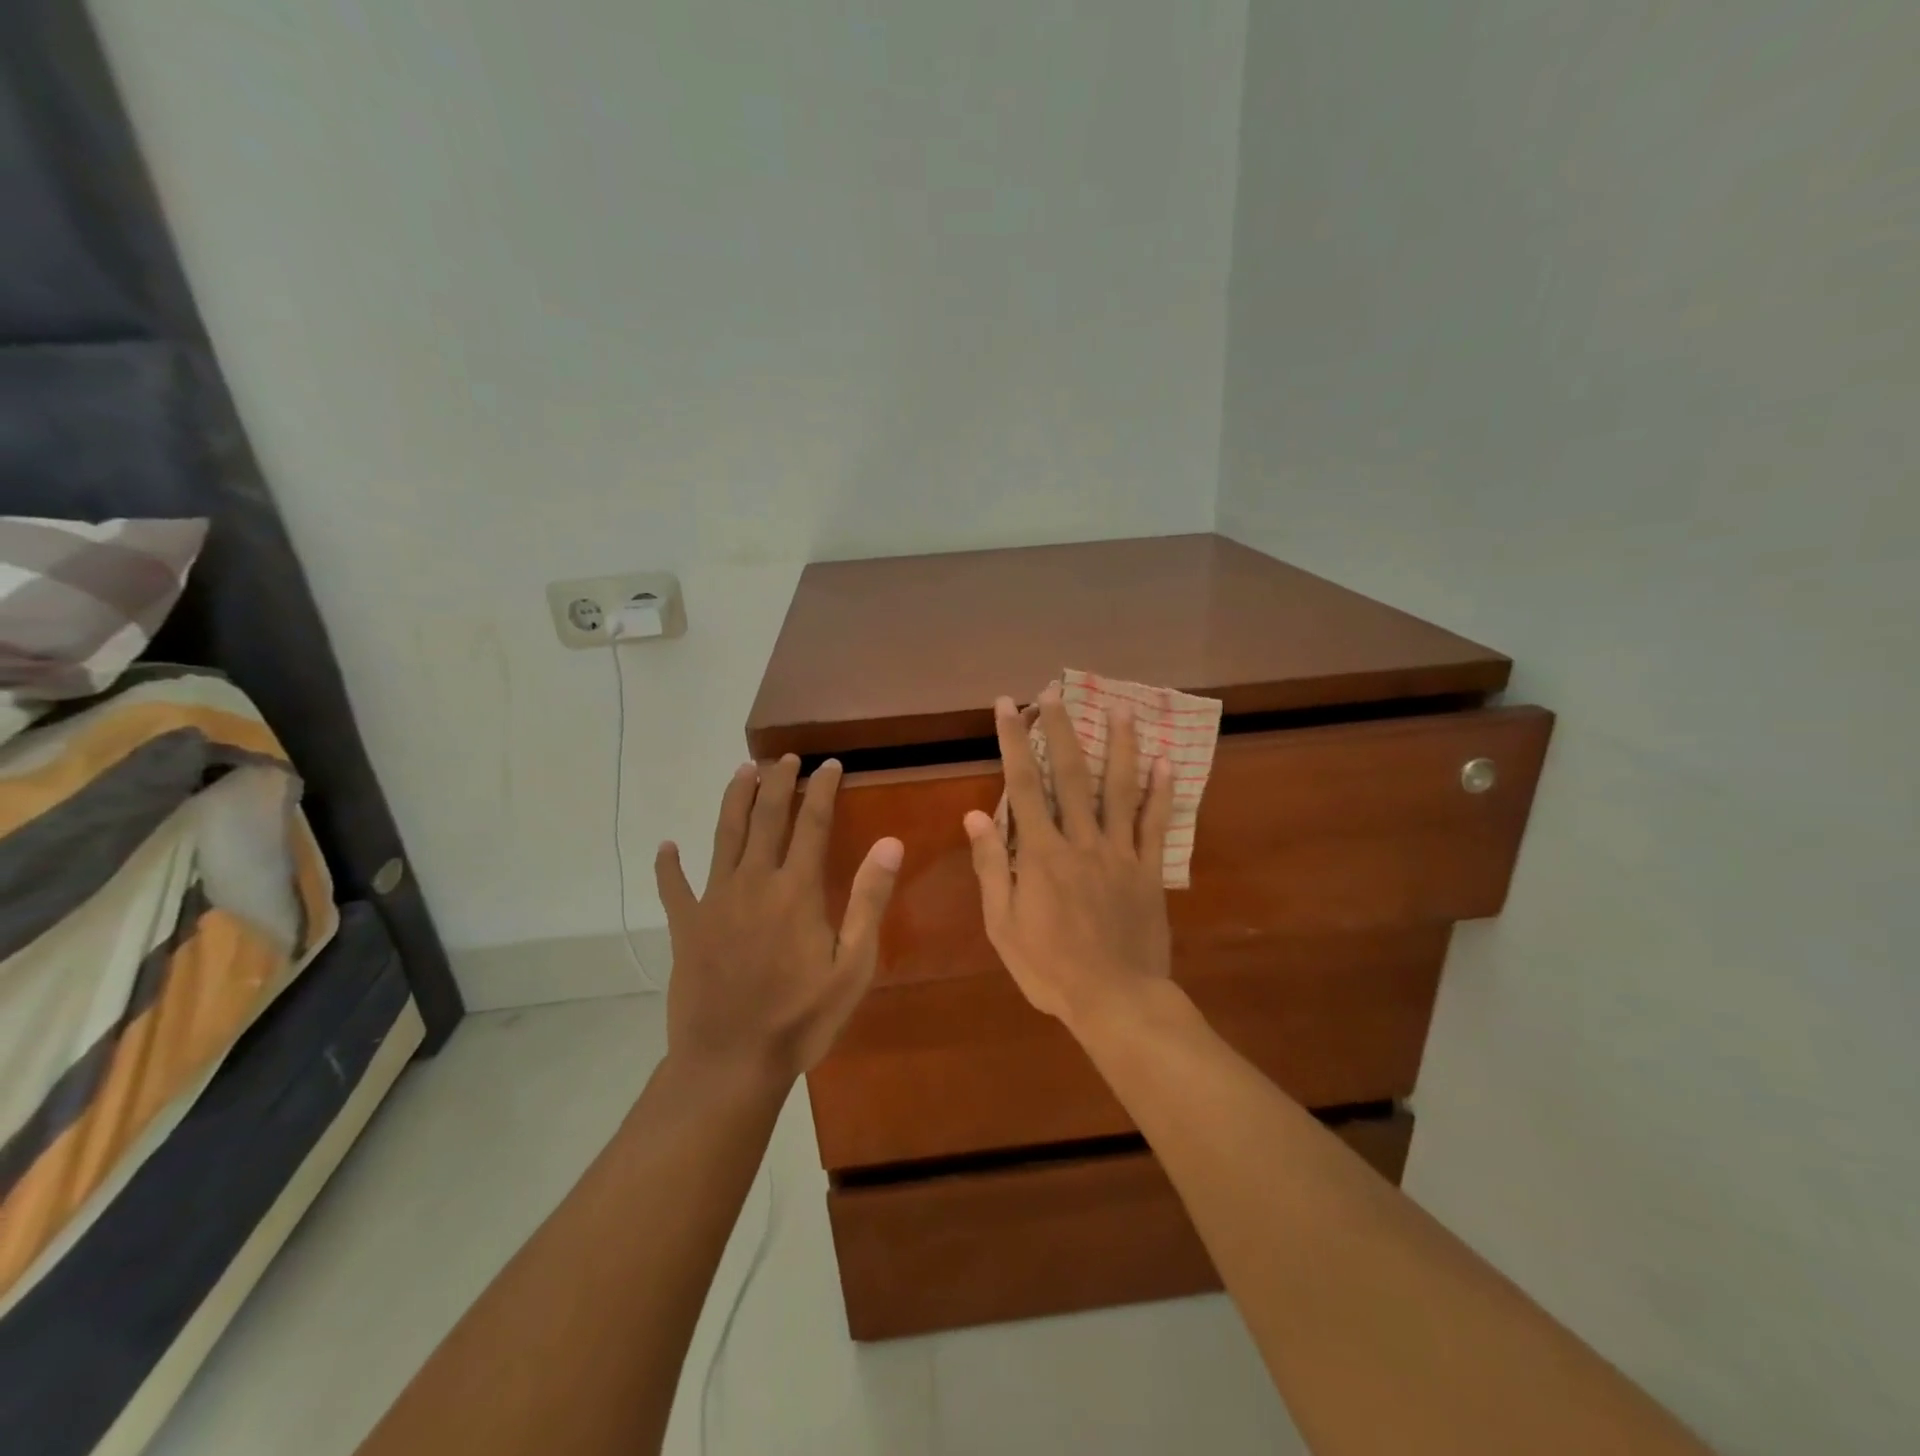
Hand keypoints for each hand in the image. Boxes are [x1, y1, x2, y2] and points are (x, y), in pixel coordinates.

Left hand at [655, 756, 902, 1082]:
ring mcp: (714, 901)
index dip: (823, 789)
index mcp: (796, 890)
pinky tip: (666, 847)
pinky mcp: (686, 926)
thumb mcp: (852, 966)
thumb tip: (889, 842)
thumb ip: (868, 900)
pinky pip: (673, 887)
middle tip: (786, 757)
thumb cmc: (801, 1018)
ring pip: (723, 835)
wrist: (730, 1062)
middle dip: (778, 781)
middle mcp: (753, 882)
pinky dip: (668, 865)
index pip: (812, 823)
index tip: (831, 764)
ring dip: (734, 799)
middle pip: (765, 817)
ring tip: (742, 771)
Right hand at [963, 690, 1174, 1028]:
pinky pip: (1155, 824)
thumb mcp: (1003, 924)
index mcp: (1041, 853)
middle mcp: (1082, 841)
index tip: (1008, 705)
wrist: (1116, 1000)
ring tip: (1122, 708)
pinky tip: (1167, 761)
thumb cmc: (1050, 968)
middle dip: (1061, 728)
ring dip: (1119, 746)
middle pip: (1072, 774)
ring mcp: (1120, 853)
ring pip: (1119, 789)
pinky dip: (1161, 791)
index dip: (1013, 740)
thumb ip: (991, 867)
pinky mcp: (1148, 870)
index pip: (1024, 784)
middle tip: (1055, 690)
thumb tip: (975, 816)